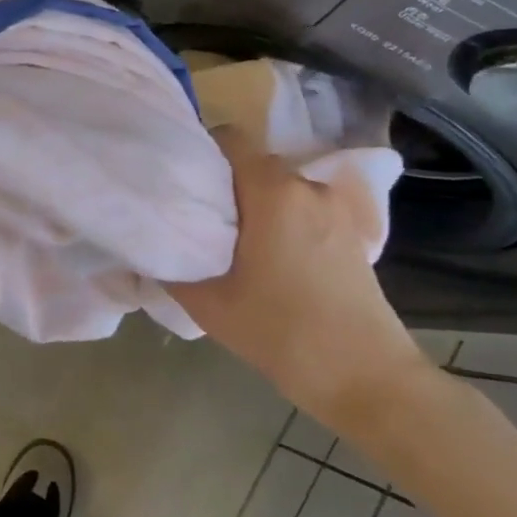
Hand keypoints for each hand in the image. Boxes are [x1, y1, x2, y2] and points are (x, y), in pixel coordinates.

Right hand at [169, 128, 431, 439]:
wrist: (366, 378)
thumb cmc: (281, 333)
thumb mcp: (208, 304)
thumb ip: (170, 266)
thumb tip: (150, 244)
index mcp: (272, 191)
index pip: (230, 138)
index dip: (200, 151)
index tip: (180, 181)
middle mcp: (307, 187)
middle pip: (254, 164)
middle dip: (225, 184)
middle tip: (199, 219)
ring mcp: (335, 209)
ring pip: (280, 189)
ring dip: (256, 206)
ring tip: (234, 245)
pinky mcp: (351, 233)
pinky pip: (303, 209)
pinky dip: (282, 222)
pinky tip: (270, 260)